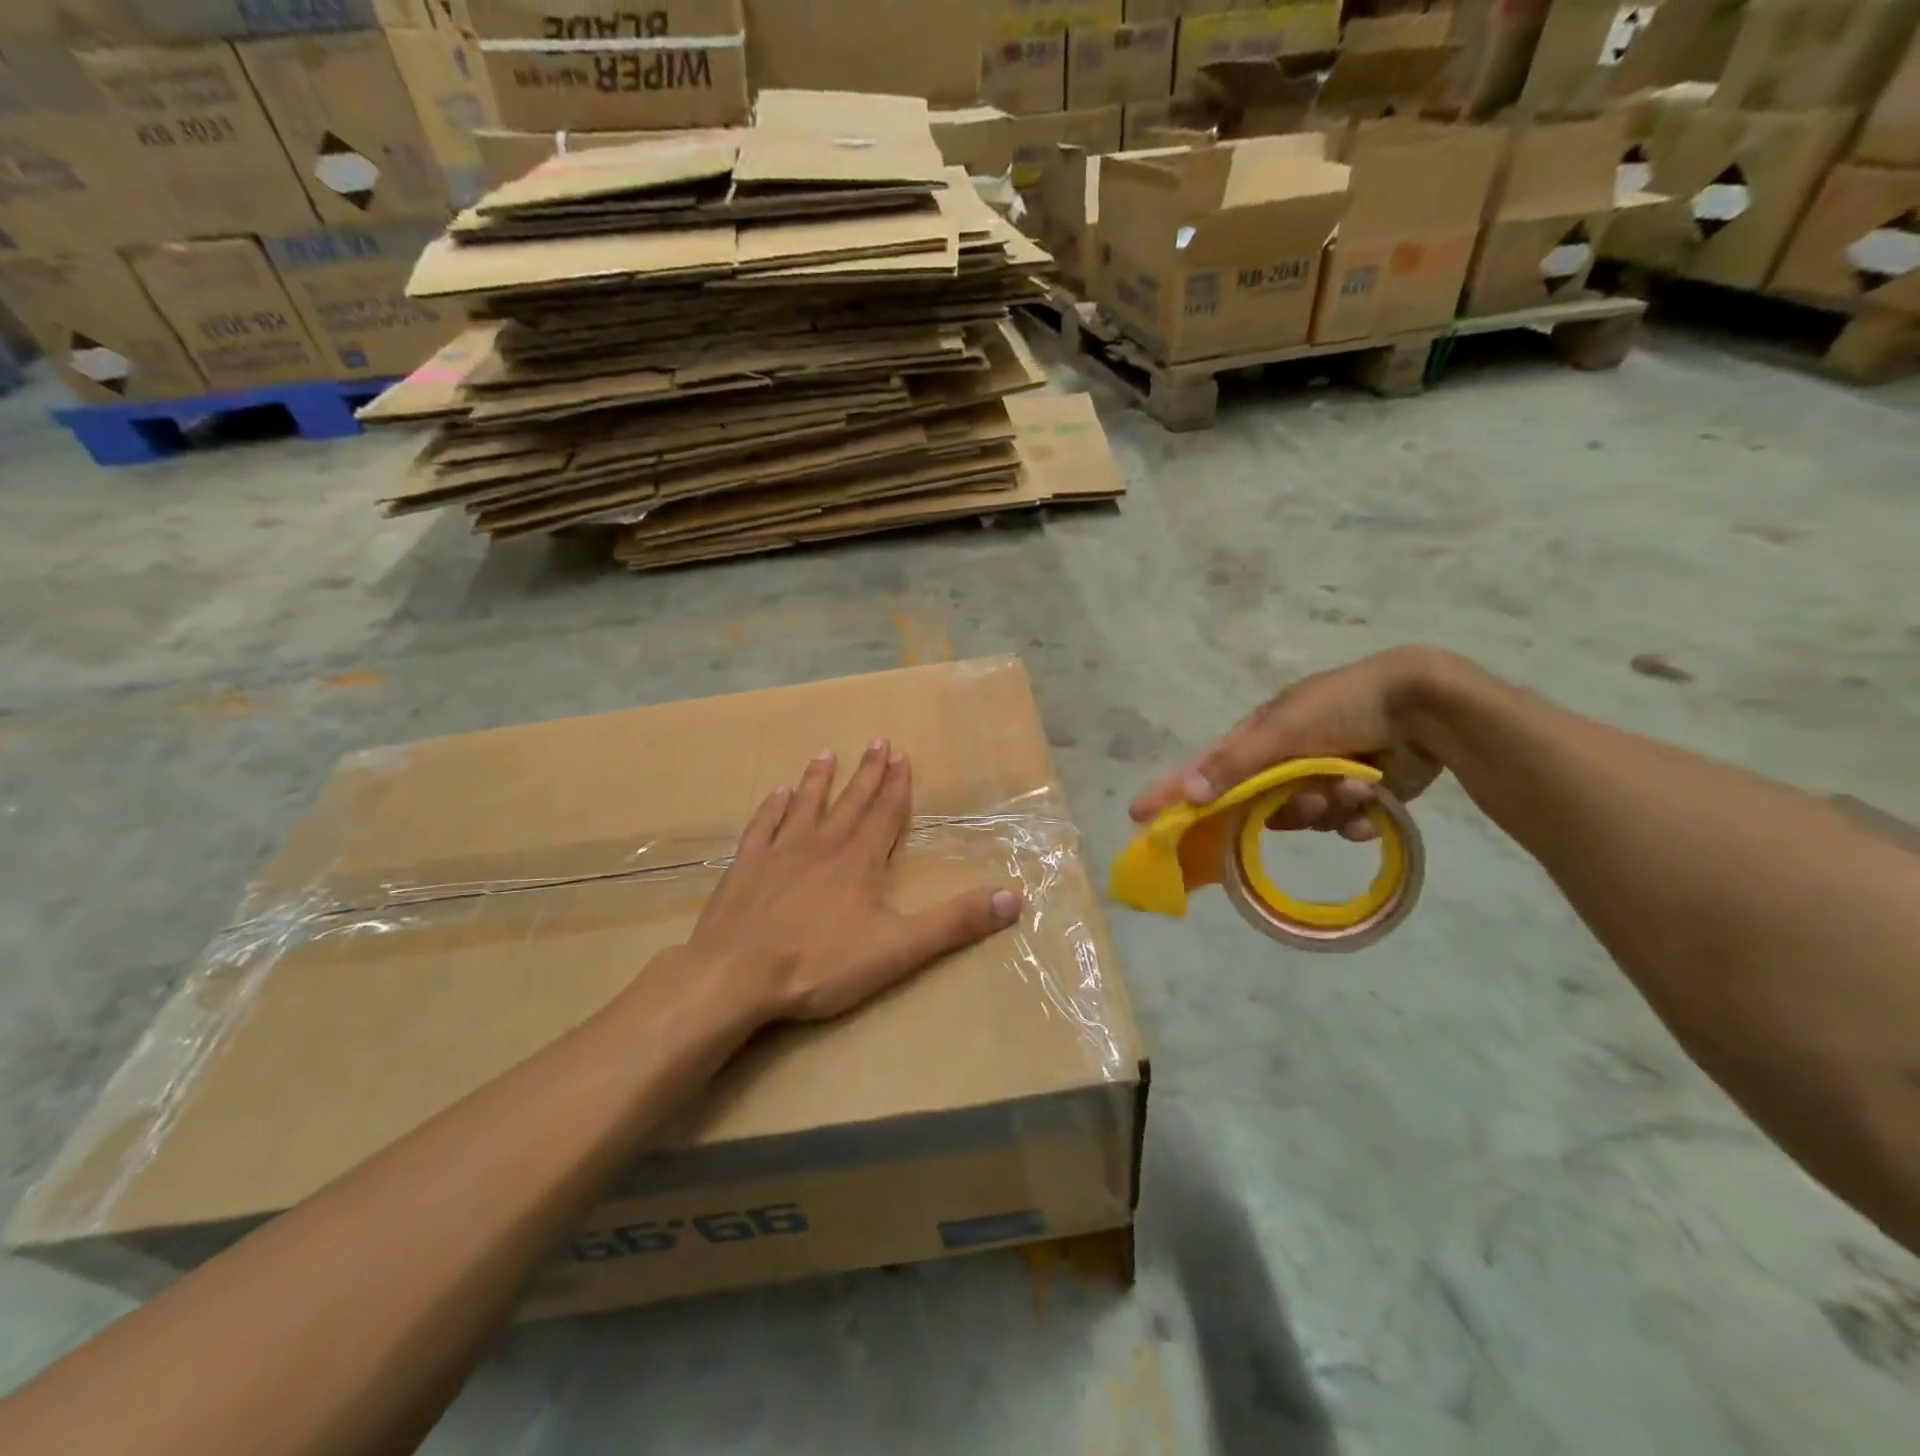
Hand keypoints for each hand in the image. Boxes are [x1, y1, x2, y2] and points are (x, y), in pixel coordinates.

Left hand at [685, 740, 1022, 1021]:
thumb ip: (954, 923)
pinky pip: (762, 826)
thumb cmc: (819, 963)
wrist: (734, 977)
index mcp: (859, 860)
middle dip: (866, 772)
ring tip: (826, 753)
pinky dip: (772, 807)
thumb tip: (1014, 897)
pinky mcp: (745, 868)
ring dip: (818, 780)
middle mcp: (821, 845)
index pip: (885, 813)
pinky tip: (775, 793)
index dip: (897, 785)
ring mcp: (779, 853)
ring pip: (804, 805)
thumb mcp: (898, 948)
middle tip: (876, 741)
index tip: (902, 755)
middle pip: (850, 801)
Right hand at [1130, 647, 1449, 840]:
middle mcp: (1284, 759)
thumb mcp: (1283, 729)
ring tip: (1354, 786)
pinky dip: (1356, 818)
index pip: (1204, 770)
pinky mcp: (1357, 795)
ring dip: (1326, 808)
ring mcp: (1320, 777)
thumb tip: (1187, 793)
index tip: (1139, 816)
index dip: (1173, 792)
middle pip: (1258, 804)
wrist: (1424, 705)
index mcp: (1260, 737)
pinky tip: (1375, 802)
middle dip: (1286, 806)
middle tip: (1308, 798)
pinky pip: (1340, 825)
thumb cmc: (1344, 706)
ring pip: (1302, 817)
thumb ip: (1235, 763)